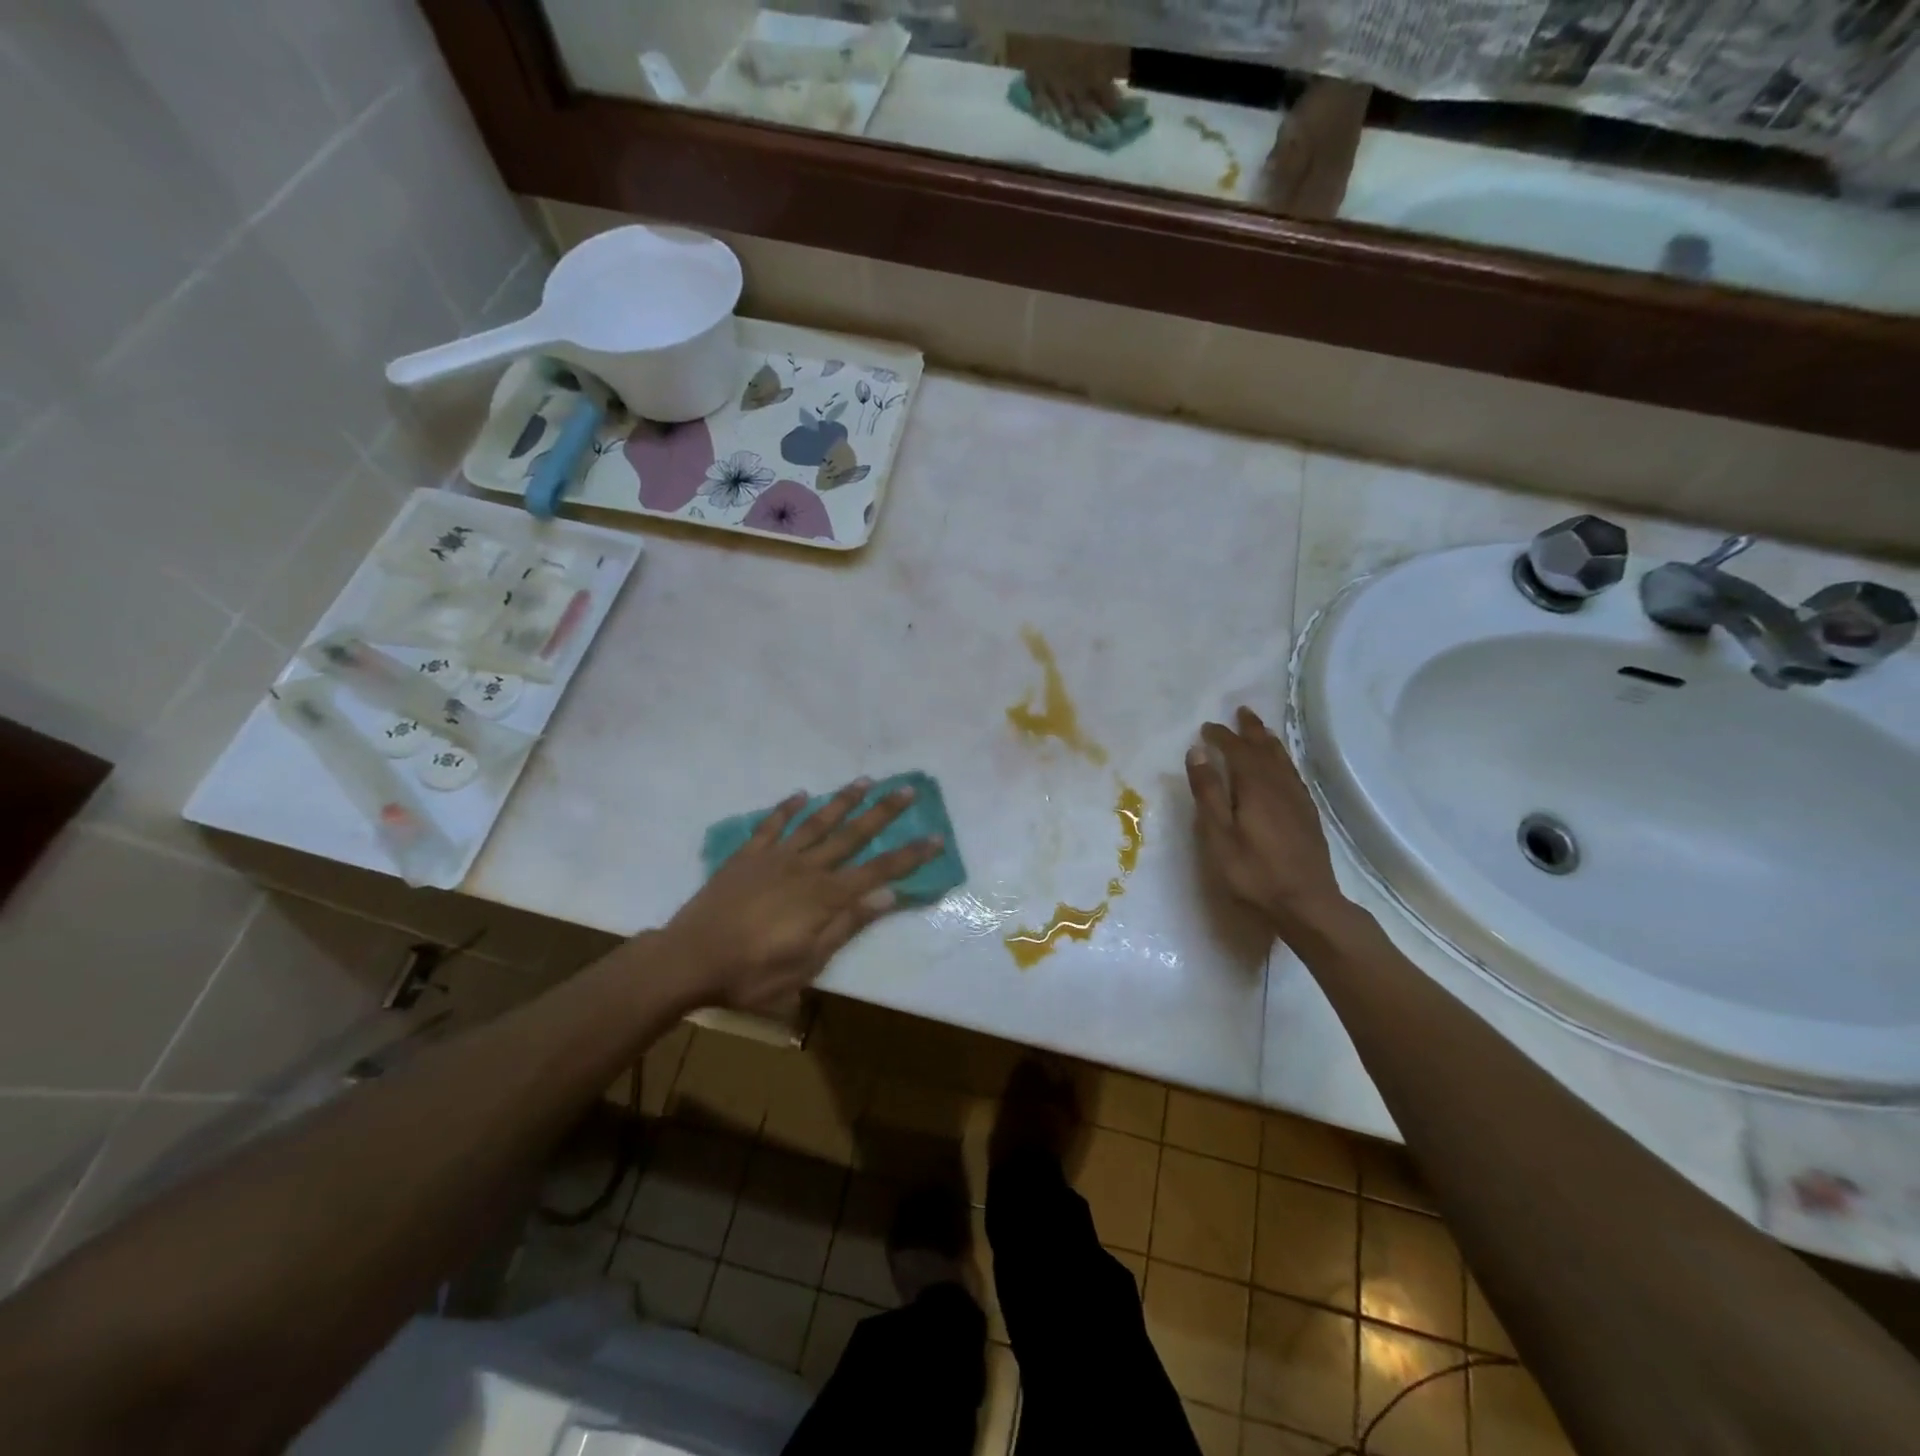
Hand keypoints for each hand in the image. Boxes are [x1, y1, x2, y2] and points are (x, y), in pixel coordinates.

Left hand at [662, 779, 942, 1015]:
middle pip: (853, 835)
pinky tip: (800, 795)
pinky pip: (772, 825)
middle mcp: (807, 868)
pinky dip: (787, 808)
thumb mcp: (808, 963)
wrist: (690, 959)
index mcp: (825, 896)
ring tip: (865, 781)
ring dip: (843, 801)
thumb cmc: (753, 972)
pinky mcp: (747, 856)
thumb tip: (889, 895)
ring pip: (817, 822)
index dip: (909, 855)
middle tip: (908, 789)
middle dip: (883, 812)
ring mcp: (775, 857)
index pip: (878, 871)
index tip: (936, 837)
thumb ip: (847, 925)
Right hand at [1185, 707, 1347, 936]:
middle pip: (1265, 749)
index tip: (1207, 727)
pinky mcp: (1308, 816)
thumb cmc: (1254, 872)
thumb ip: (1208, 792)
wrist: (1307, 904)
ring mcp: (1298, 801)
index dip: (1222, 737)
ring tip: (1261, 731)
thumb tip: (1197, 752)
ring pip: (1283, 761)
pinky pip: (1293, 775)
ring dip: (1269, 742)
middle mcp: (1280, 786)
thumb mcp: (1219, 835)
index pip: (1238, 751)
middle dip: (1251, 730)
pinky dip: (1283, 761)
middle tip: (1241, 712)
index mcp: (1256, 787)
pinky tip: (1282, 768)